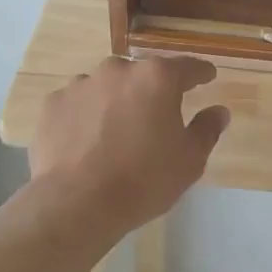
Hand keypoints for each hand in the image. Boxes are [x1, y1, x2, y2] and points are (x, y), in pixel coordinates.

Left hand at [28, 56, 229, 239]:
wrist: (77, 203)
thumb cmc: (143, 180)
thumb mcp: (189, 160)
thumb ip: (206, 130)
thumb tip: (218, 111)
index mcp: (157, 78)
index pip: (187, 67)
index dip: (200, 73)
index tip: (207, 77)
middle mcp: (118, 70)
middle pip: (143, 75)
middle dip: (152, 92)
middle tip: (156, 118)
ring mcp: (81, 84)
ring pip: (107, 87)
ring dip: (116, 102)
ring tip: (116, 133)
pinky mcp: (53, 104)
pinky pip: (78, 104)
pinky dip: (85, 117)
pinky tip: (86, 142)